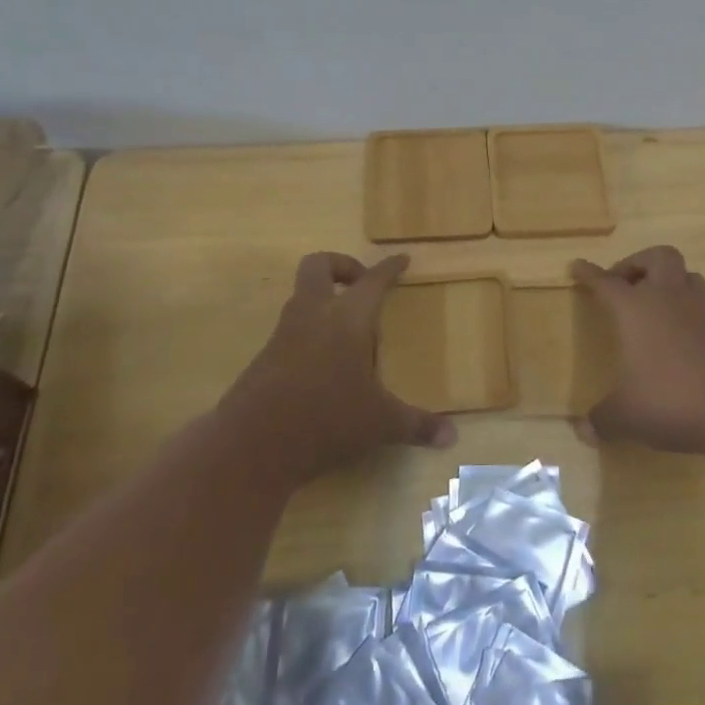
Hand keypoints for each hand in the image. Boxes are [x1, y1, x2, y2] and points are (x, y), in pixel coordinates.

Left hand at [219, 252, 455, 489]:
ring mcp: (283, 334)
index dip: (389, 268)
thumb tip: (453, 438)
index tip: (401, 259)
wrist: (252, 445)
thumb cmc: (326, 420)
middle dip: (341, 266)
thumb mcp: (379, 424)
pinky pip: (291, 327)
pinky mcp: (265, 357)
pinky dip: (310, 331)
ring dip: (323, 299)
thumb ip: (417, 425)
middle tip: (361, 286)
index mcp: (347, 319)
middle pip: (318, 266)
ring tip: (349, 331)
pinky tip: (325, 363)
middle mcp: (313, 315)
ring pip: (301, 295)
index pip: (372, 280)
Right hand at [571, 245, 704, 457]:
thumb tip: (583, 431)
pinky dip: (691, 317)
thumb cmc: (673, 400)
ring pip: (689, 278)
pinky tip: (684, 343)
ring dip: (671, 283)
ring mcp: (704, 315)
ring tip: (657, 305)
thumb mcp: (627, 416)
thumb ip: (602, 420)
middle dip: (639, 262)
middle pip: (659, 257)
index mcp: (637, 309)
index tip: (578, 266)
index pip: (607, 282)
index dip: (590, 273)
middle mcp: (670, 301)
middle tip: (625, 282)